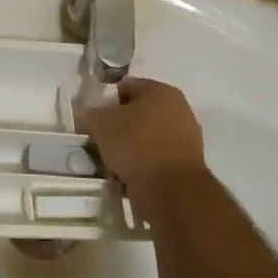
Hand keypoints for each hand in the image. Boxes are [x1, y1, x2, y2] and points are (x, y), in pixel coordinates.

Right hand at [80, 78, 206, 214]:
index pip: (126, 87)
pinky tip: (127, 178)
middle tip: (100, 142)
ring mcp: (186, 139)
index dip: (106, 102)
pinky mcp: (186, 167)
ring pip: (145, 139)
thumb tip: (90, 119)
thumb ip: (91, 115)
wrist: (170, 190)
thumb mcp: (99, 123)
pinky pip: (154, 160)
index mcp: (161, 90)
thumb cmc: (135, 144)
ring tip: (111, 163)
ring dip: (129, 149)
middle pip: (137, 114)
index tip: (93, 120)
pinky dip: (141, 167)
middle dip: (118, 128)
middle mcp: (179, 110)